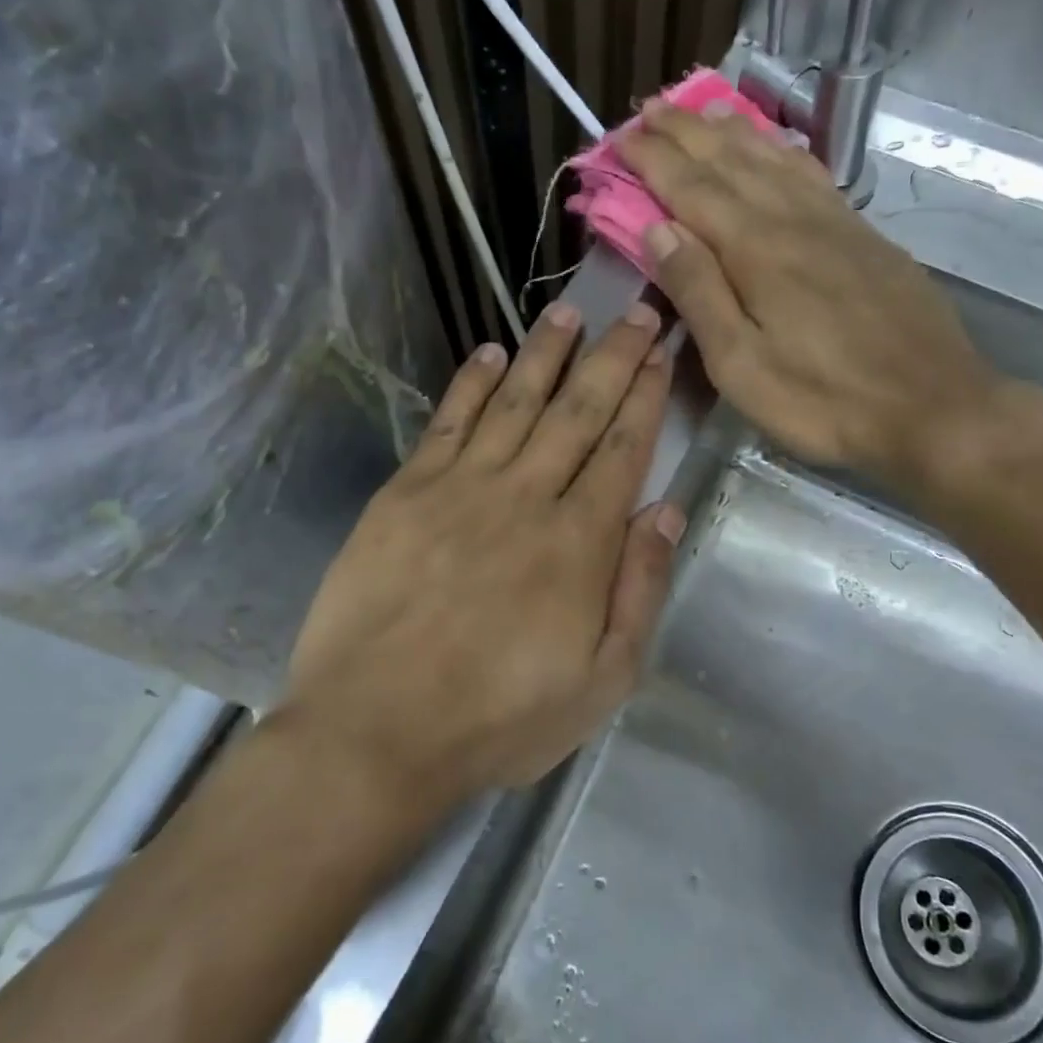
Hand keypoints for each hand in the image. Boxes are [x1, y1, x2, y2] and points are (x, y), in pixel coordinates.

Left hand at [283, 302, 684, 806]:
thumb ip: (638, 590)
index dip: (645, 396)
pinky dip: (471, 383)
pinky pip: (448, 422)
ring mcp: (461, 488)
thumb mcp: (601, 681)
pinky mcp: (406, 493)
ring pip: (515, 402)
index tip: (661, 353)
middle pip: (578, 411)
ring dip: (546, 353)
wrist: (376, 731)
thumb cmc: (499, 719)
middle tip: (637, 311)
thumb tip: (665, 511)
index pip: (623, 449)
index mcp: (579, 542)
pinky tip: (489, 352)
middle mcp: (526, 497)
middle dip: (613, 358)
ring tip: (571, 312)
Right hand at [616, 102, 1011, 493]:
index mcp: (756, 250)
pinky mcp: (865, 236)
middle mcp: (793, 220)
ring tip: (703, 110)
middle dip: (685, 133)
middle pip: (731, 161)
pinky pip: (813, 175)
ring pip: (774, 159)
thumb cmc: (823, 401)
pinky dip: (784, 151)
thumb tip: (657, 230)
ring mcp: (836, 223)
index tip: (621, 137)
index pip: (692, 189)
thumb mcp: (741, 365)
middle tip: (650, 109)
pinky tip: (776, 147)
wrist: (932, 407)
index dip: (654, 161)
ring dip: (732, 131)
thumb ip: (699, 292)